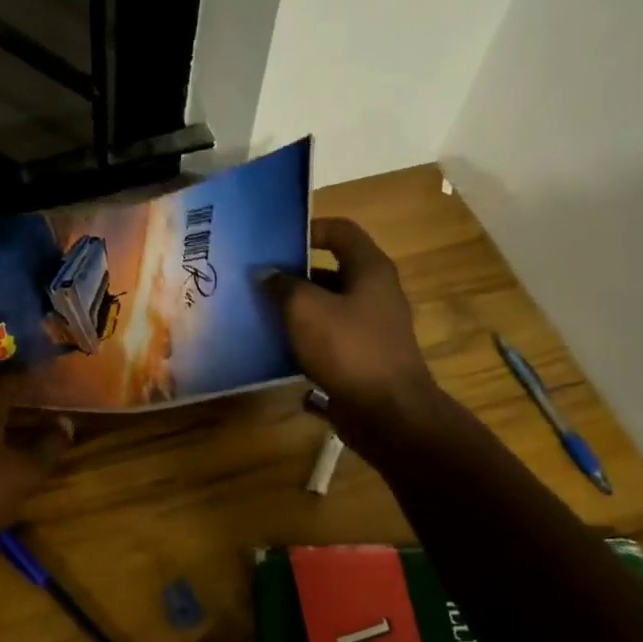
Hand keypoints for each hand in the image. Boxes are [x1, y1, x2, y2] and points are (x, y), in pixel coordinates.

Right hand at [267, 218, 435, 436]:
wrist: (387, 412)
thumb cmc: (348, 349)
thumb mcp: (305, 309)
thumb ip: (282, 286)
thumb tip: (266, 273)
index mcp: (370, 270)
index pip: (340, 231)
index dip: (308, 229)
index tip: (274, 242)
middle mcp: (375, 293)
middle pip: (330, 270)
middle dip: (293, 274)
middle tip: (256, 280)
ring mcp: (371, 327)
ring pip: (327, 307)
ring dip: (295, 309)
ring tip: (258, 313)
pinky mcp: (362, 358)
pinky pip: (328, 339)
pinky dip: (303, 339)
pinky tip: (275, 349)